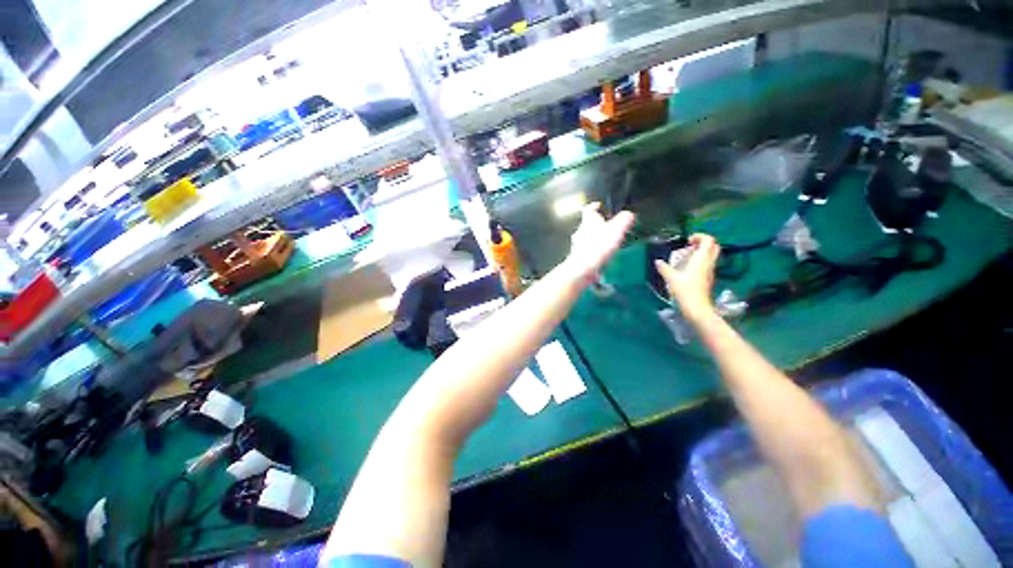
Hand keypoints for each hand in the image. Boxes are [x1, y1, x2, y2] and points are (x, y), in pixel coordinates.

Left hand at [563, 203, 634, 284]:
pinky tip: (602, 256)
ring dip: (596, 239)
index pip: (590, 209)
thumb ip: (624, 220)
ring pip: (587, 238)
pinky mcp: (579, 257)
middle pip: (588, 224)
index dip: (596, 206)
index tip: (600, 206)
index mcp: (588, 221)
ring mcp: (578, 245)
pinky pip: (587, 251)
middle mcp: (580, 231)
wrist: (583, 268)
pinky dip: (594, 251)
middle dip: (598, 225)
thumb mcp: (617, 229)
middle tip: (609, 227)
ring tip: (608, 243)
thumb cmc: (598, 247)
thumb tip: (629, 214)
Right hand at [654, 234, 720, 321]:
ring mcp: (710, 271)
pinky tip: (686, 268)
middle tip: (689, 246)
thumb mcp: (671, 278)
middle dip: (703, 243)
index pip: (708, 241)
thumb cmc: (685, 290)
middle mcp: (709, 263)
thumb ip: (665, 268)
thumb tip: (658, 261)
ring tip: (685, 257)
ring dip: (700, 253)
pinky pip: (706, 264)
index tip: (688, 240)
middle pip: (713, 247)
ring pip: (710, 256)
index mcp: (702, 259)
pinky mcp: (707, 279)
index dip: (700, 236)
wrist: (697, 308)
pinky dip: (699, 262)